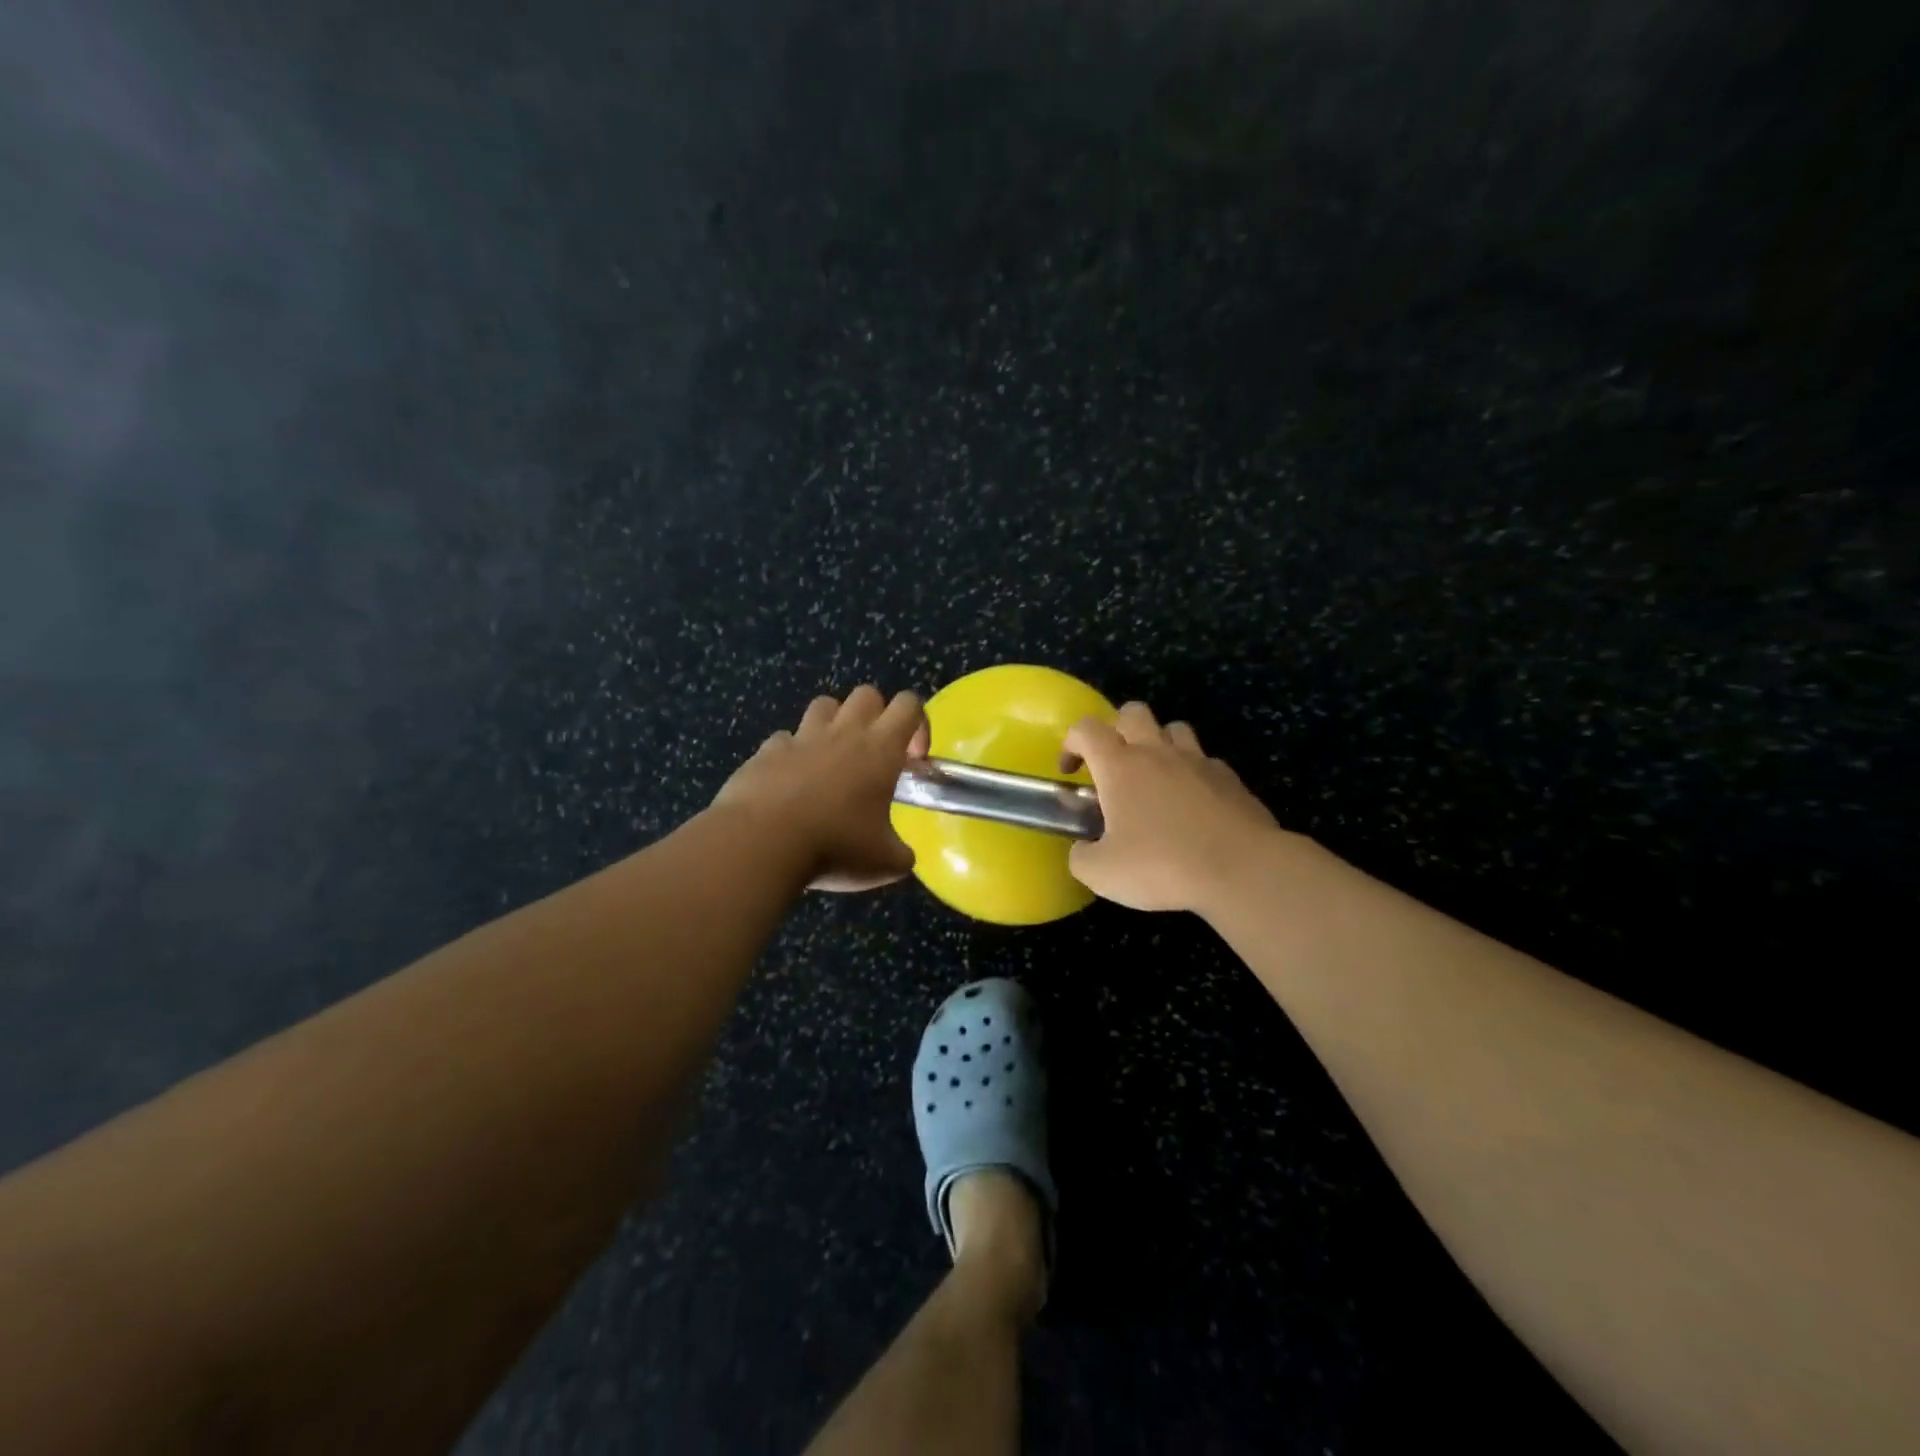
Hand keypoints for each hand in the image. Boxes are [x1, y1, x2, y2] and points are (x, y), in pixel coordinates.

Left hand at [713, 686, 929, 891]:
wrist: (761, 844)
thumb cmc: (835, 846)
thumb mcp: (885, 863)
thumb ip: (901, 854)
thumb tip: (903, 857)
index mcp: (880, 749)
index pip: (909, 705)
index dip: (918, 724)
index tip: (912, 759)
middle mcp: (843, 733)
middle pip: (867, 694)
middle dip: (876, 716)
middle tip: (874, 756)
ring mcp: (801, 739)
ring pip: (824, 705)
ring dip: (834, 724)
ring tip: (833, 759)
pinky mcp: (766, 752)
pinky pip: (784, 739)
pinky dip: (792, 754)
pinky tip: (791, 782)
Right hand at [1061, 701, 1280, 912]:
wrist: (1241, 870)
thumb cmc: (1162, 866)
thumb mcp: (1102, 874)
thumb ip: (1081, 857)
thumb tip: (1082, 850)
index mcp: (1120, 766)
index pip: (1086, 729)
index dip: (1071, 743)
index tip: (1071, 771)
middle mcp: (1157, 753)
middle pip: (1132, 712)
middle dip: (1116, 729)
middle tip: (1113, 765)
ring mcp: (1198, 761)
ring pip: (1173, 728)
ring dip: (1158, 743)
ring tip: (1154, 777)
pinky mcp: (1230, 778)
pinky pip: (1205, 760)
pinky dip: (1192, 772)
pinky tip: (1192, 802)